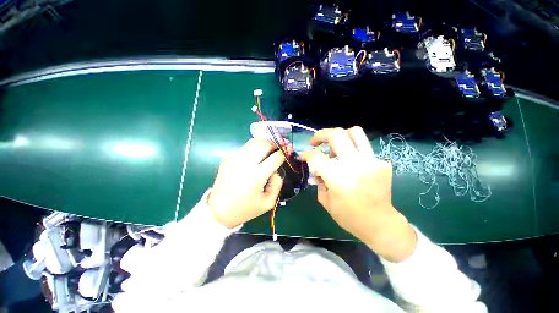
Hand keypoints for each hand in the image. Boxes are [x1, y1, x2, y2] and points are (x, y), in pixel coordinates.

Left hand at [208, 139, 286, 228]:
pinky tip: (257, 155)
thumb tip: (277, 169)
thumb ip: (277, 183)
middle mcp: (245, 163)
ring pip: (254, 141)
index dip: (285, 151)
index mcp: (257, 176)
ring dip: (265, 142)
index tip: (289, 150)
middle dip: (276, 143)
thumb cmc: (246, 208)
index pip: (276, 157)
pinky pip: (245, 147)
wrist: (219, 210)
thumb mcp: (268, 202)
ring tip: (271, 147)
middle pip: (264, 143)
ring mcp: (235, 158)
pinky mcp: (228, 158)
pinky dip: (254, 147)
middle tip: (281, 145)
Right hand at [303, 127, 416, 261]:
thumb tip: (315, 169)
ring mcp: (371, 161)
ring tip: (334, 147)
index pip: (316, 155)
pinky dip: (353, 152)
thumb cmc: (349, 216)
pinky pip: (363, 148)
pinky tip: (351, 164)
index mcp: (337, 177)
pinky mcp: (381, 163)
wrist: (380, 223)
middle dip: (321, 134)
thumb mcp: (325, 200)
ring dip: (340, 136)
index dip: (306, 153)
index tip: (303, 156)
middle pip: (336, 134)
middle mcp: (354, 164)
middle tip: (316, 142)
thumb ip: (318, 181)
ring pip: (355, 132)